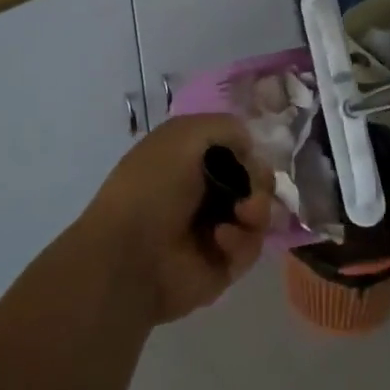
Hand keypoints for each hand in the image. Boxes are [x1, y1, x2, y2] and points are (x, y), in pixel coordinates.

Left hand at [78, 114, 274, 324]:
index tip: (250, 152)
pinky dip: (241, 240)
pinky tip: (220, 240)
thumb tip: (251, 146)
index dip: (248, 149)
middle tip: (251, 189)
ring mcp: (215, 228)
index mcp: (189, 158)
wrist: (130, 255)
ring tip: (241, 214)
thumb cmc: (153, 186)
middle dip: (259, 181)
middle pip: (254, 179)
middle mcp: (203, 190)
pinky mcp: (224, 263)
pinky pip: (251, 246)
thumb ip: (226, 126)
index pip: (236, 147)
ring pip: (259, 212)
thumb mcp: (185, 135)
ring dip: (257, 209)